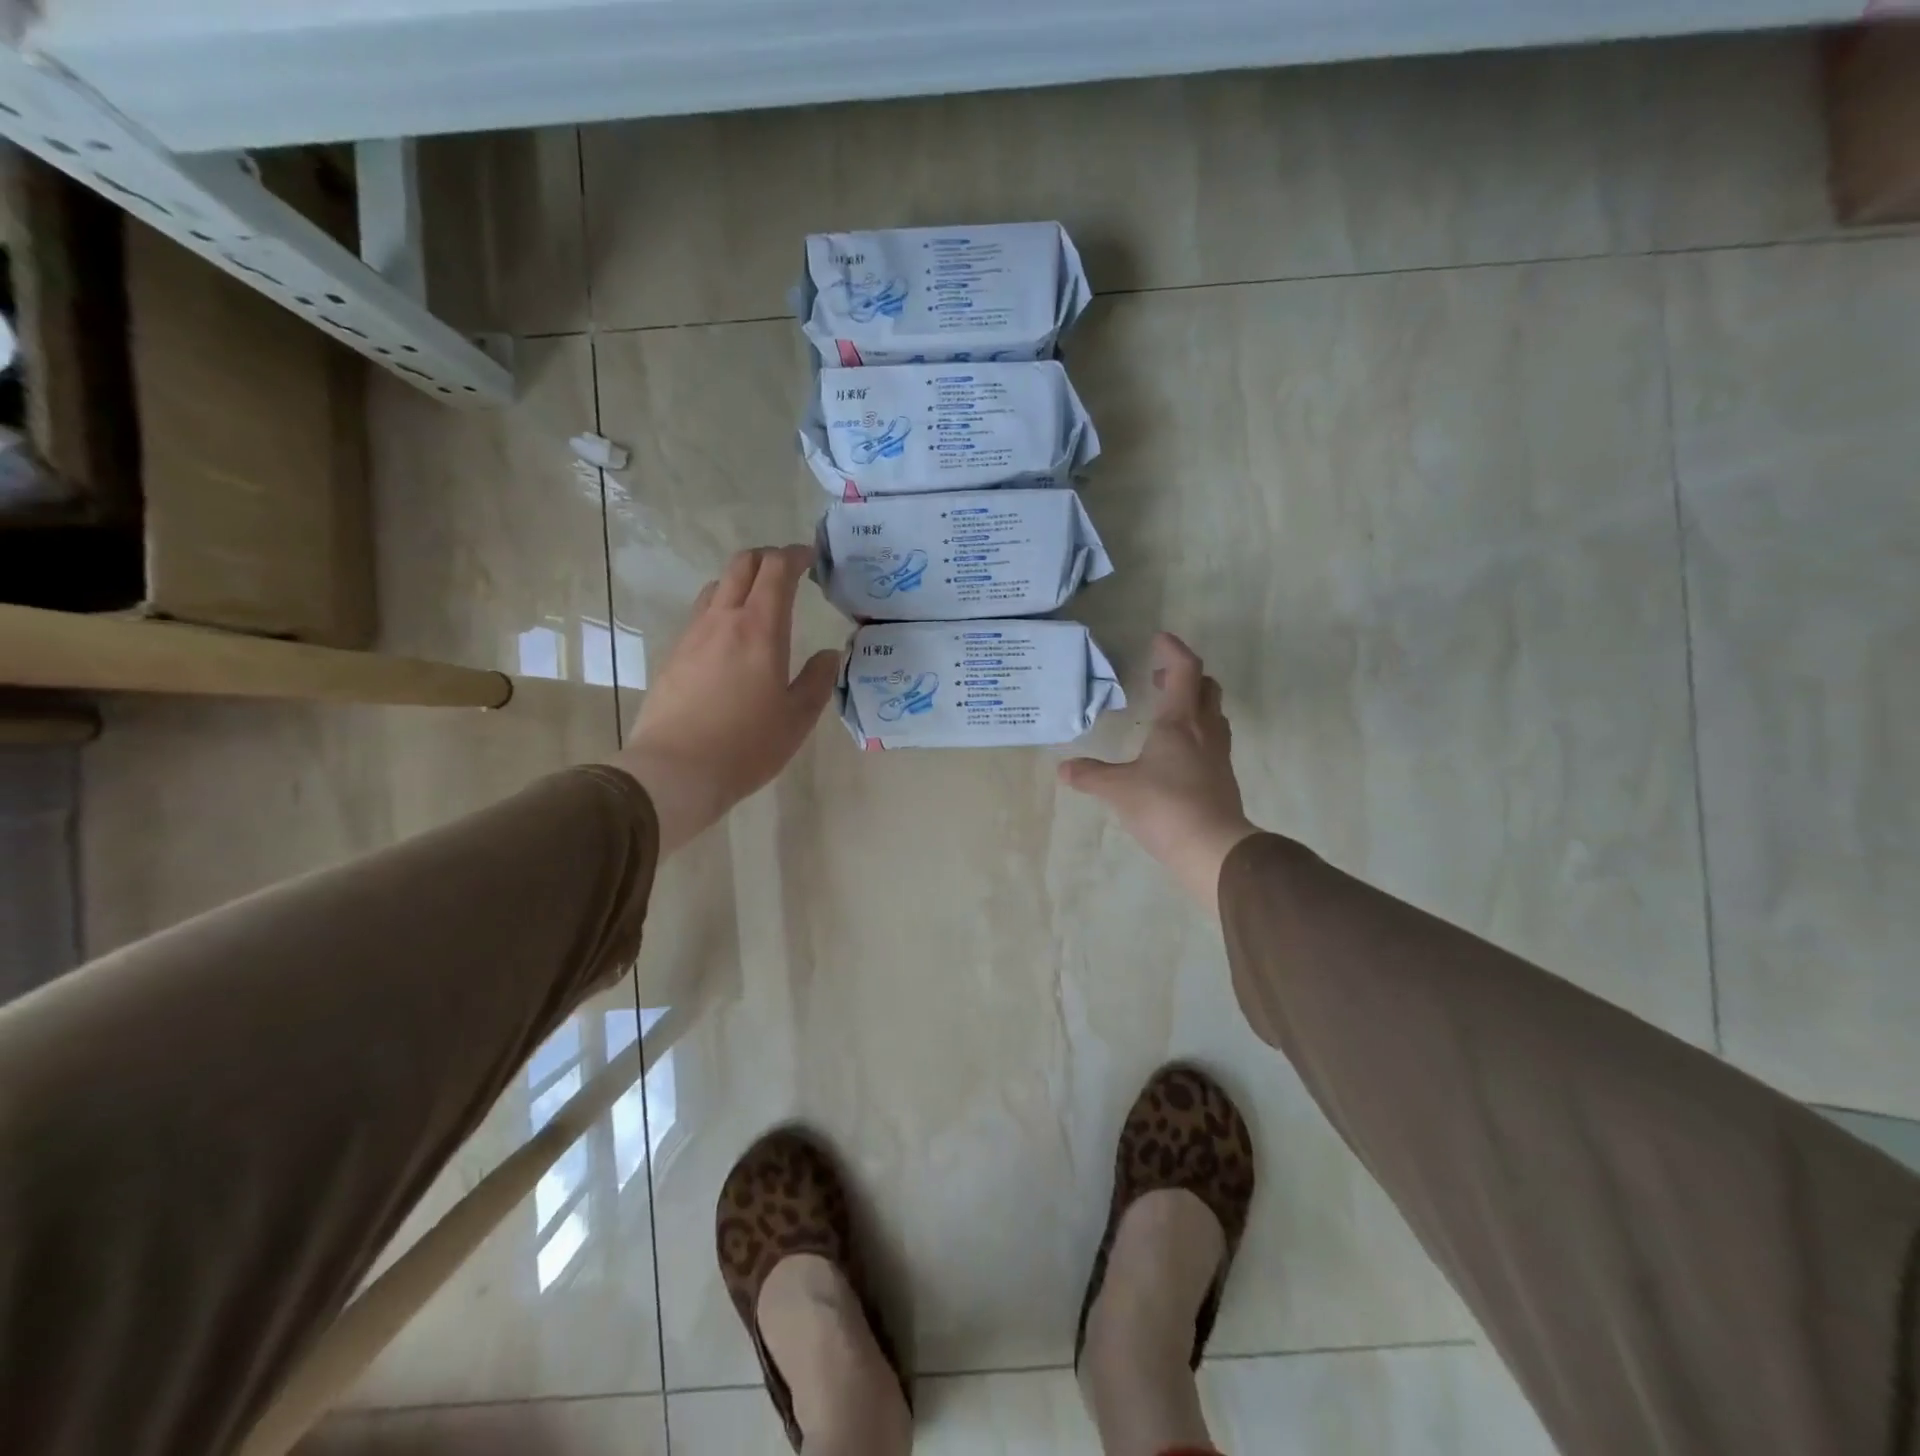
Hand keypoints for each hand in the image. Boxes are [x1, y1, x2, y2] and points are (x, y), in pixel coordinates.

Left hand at [613, 546, 840, 855]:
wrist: (676, 770)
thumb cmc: (747, 745)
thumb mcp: (798, 718)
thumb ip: (819, 680)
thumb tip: (830, 655)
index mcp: (760, 629)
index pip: (776, 570)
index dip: (795, 556)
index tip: (811, 559)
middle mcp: (723, 620)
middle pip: (742, 566)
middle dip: (767, 558)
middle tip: (788, 571)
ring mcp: (693, 635)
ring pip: (716, 587)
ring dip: (741, 582)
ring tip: (758, 603)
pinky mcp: (674, 655)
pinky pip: (700, 616)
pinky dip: (721, 609)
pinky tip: (730, 640)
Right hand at [1059, 632, 1258, 912]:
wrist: (1214, 848)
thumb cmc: (1165, 806)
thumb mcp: (1118, 789)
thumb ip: (1090, 776)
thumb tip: (1063, 770)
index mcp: (1179, 722)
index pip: (1184, 670)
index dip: (1173, 650)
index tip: (1159, 639)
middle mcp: (1204, 730)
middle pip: (1205, 687)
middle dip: (1184, 675)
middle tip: (1159, 678)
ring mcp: (1217, 754)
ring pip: (1212, 713)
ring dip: (1193, 702)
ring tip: (1167, 711)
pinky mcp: (1222, 778)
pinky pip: (1212, 740)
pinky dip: (1196, 731)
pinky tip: (1175, 751)